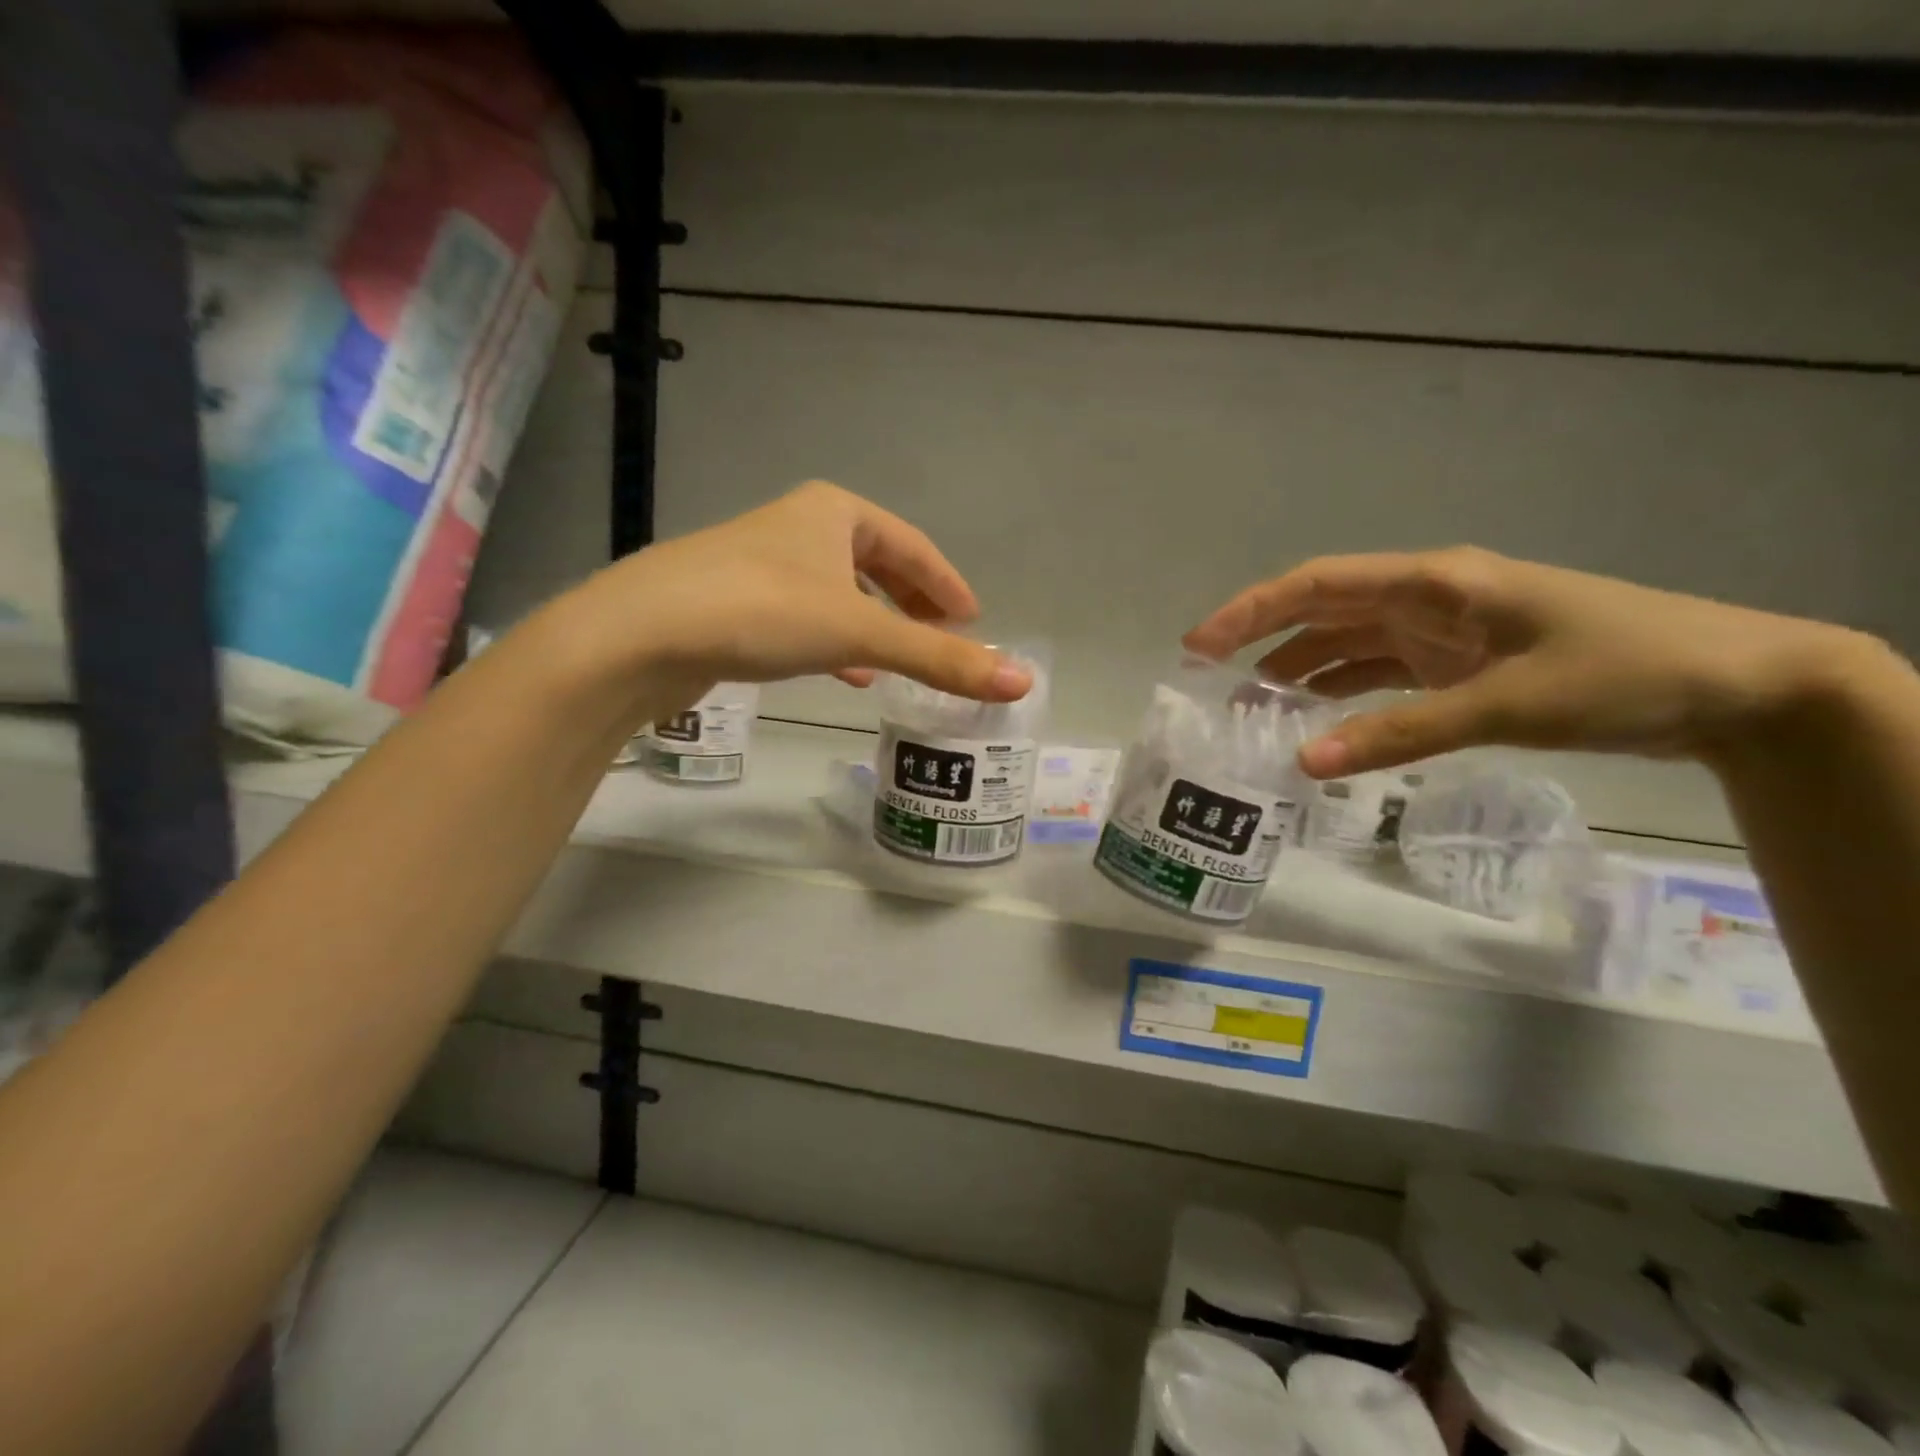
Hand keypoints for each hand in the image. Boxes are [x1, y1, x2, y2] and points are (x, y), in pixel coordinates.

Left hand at [572, 481, 1031, 701]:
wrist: (641, 633)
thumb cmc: (762, 611)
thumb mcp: (860, 633)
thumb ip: (940, 659)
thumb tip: (1020, 682)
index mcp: (834, 512)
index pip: (912, 545)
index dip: (947, 583)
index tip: (973, 619)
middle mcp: (798, 527)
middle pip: (875, 564)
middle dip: (911, 602)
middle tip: (941, 638)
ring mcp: (762, 564)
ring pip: (838, 592)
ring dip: (874, 623)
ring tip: (900, 660)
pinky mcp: (734, 602)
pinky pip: (805, 617)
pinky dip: (834, 642)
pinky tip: (844, 674)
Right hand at [1183, 547, 1869, 778]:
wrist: (1736, 688)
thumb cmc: (1622, 673)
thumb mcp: (1505, 704)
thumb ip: (1399, 734)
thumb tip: (1303, 765)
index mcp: (1433, 582)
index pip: (1316, 585)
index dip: (1249, 611)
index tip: (1197, 645)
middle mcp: (1428, 598)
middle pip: (1322, 611)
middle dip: (1260, 640)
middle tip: (1207, 680)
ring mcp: (1443, 631)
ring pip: (1348, 644)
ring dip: (1298, 671)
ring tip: (1250, 709)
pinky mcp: (1460, 663)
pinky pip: (1380, 673)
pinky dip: (1343, 693)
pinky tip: (1316, 719)